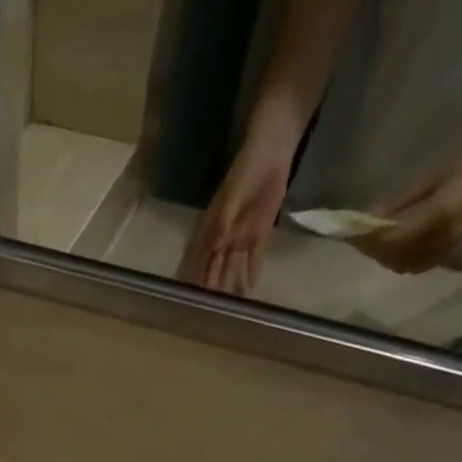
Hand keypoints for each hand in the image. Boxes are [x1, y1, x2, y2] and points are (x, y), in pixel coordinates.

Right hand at [178, 138, 293, 295]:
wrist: (271, 153)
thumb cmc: (245, 171)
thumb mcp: (231, 197)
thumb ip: (223, 222)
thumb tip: (215, 249)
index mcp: (212, 227)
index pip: (200, 257)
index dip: (195, 275)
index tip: (190, 295)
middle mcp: (223, 236)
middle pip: (215, 266)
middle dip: (212, 285)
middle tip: (210, 308)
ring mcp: (241, 236)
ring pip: (232, 265)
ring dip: (230, 282)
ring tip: (229, 305)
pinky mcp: (259, 232)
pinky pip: (255, 257)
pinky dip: (252, 271)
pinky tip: (250, 288)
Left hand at [352, 139, 461, 275]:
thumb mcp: (432, 177)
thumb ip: (401, 202)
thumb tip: (371, 218)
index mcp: (440, 214)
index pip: (393, 237)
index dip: (369, 238)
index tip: (351, 231)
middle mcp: (443, 237)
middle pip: (395, 255)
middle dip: (372, 248)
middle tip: (357, 236)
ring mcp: (449, 247)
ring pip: (403, 265)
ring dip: (383, 256)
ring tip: (371, 241)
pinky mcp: (451, 251)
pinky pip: (417, 265)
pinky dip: (399, 260)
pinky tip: (392, 247)